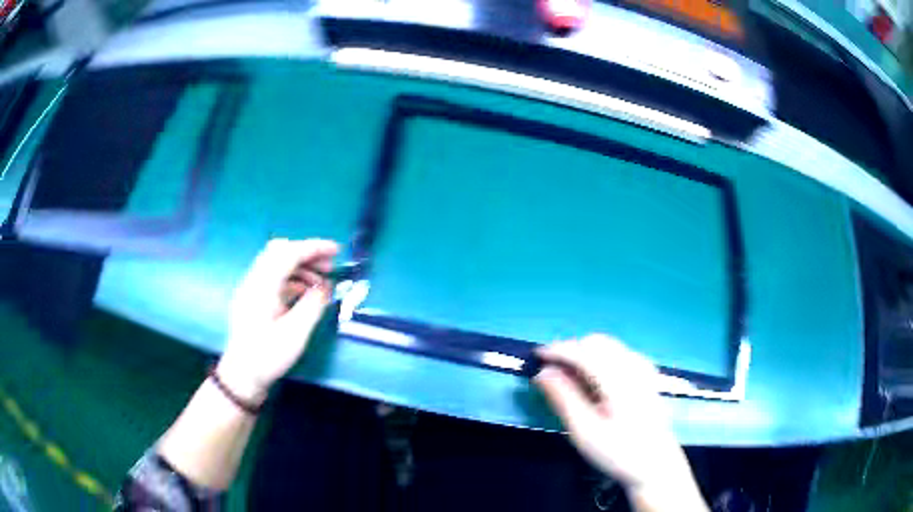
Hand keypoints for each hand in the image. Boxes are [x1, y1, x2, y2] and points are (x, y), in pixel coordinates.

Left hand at [217, 238, 338, 404]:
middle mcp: (255, 280)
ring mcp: (252, 289)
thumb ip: (313, 305)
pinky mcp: (254, 299)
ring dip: (300, 266)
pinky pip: (274, 277)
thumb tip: (326, 286)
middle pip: (280, 251)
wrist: (243, 375)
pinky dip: (292, 278)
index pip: (289, 253)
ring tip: (322, 282)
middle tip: (329, 266)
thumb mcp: (296, 333)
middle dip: (307, 254)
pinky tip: (306, 293)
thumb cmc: (268, 356)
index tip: (337, 251)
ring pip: (277, 263)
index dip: (314, 248)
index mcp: (263, 285)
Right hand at [535, 335, 706, 510]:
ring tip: (567, 374)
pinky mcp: (647, 375)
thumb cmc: (617, 452)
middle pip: (597, 342)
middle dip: (571, 349)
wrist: (655, 464)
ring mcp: (643, 368)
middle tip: (550, 369)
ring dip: (585, 351)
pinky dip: (600, 356)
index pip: (583, 352)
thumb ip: (563, 398)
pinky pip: (619, 352)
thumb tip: (543, 372)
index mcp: (619, 380)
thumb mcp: (584, 431)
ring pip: (609, 345)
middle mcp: (634, 366)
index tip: (535, 357)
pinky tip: (593, 377)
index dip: (557, 350)